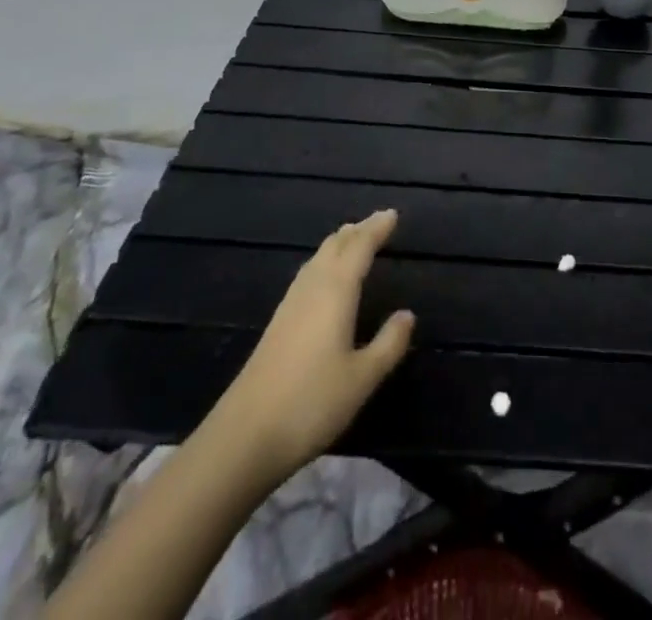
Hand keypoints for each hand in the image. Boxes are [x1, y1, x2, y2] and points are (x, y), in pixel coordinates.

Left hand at [218, 209, 415, 480]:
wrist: (244, 436)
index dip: (377, 229)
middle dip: (357, 230)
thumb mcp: (362, 378)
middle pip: (335, 246)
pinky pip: (307, 274)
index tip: (392, 214)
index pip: (360, 247)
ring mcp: (290, 304)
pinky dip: (324, 262)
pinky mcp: (277, 323)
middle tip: (377, 222)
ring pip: (318, 258)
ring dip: (339, 244)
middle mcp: (312, 287)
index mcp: (336, 290)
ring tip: (353, 239)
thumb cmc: (311, 403)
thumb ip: (389, 343)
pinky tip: (323, 278)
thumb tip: (407, 314)